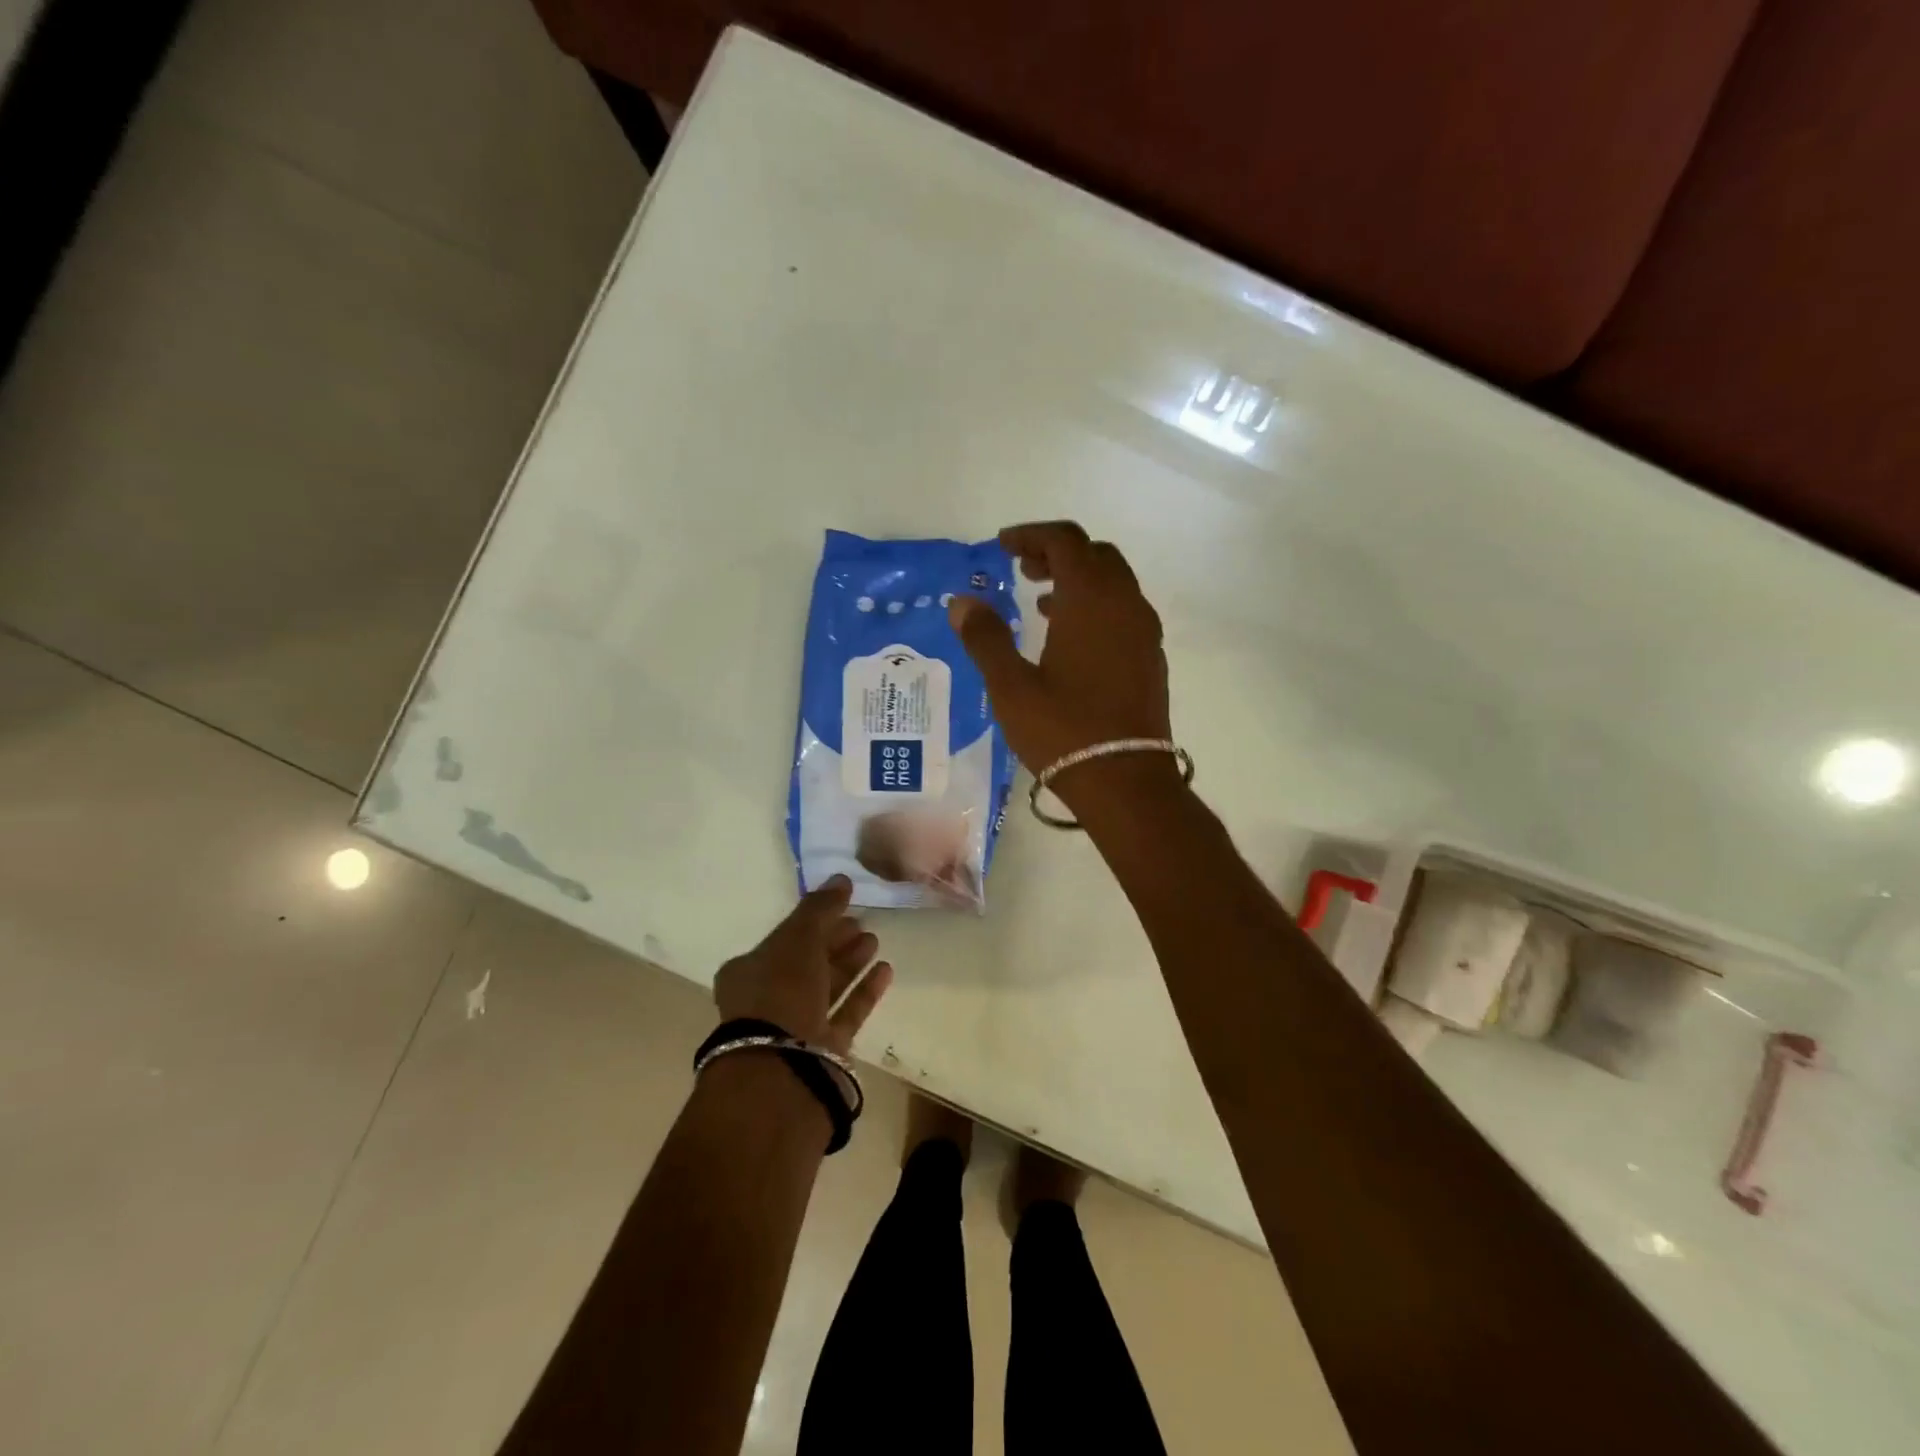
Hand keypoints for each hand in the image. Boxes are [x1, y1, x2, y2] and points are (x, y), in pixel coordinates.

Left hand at [713, 876, 892, 1054]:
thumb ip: (821, 907)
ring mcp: (796, 1027)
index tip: (843, 906)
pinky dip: (864, 991)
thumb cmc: (780, 990)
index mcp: (748, 972)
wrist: (783, 1067)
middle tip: (863, 922)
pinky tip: (884, 970)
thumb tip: (842, 878)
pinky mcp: (823, 1050)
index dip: (813, 921)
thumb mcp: (798, 937)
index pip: (784, 939)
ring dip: (851, 963)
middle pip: (807, 963)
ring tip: (875, 941)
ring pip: (827, 987)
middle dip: (835, 941)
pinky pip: (846, 1013)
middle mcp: (768, 1000)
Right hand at [948, 521, 1175, 809]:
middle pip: (1095, 555)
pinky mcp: (1151, 658)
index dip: (1031, 535)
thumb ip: (985, 638)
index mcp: (1090, 600)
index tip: (1002, 546)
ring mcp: (1144, 632)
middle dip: (1056, 553)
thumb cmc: (1064, 730)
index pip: (1065, 541)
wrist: (1126, 781)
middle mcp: (1125, 604)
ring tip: (1038, 602)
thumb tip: (961, 602)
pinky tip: (1070, 639)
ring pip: (1114, 582)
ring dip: (1078, 580)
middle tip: (1021, 570)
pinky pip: (1124, 611)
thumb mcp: (1011, 686)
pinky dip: (1096, 606)